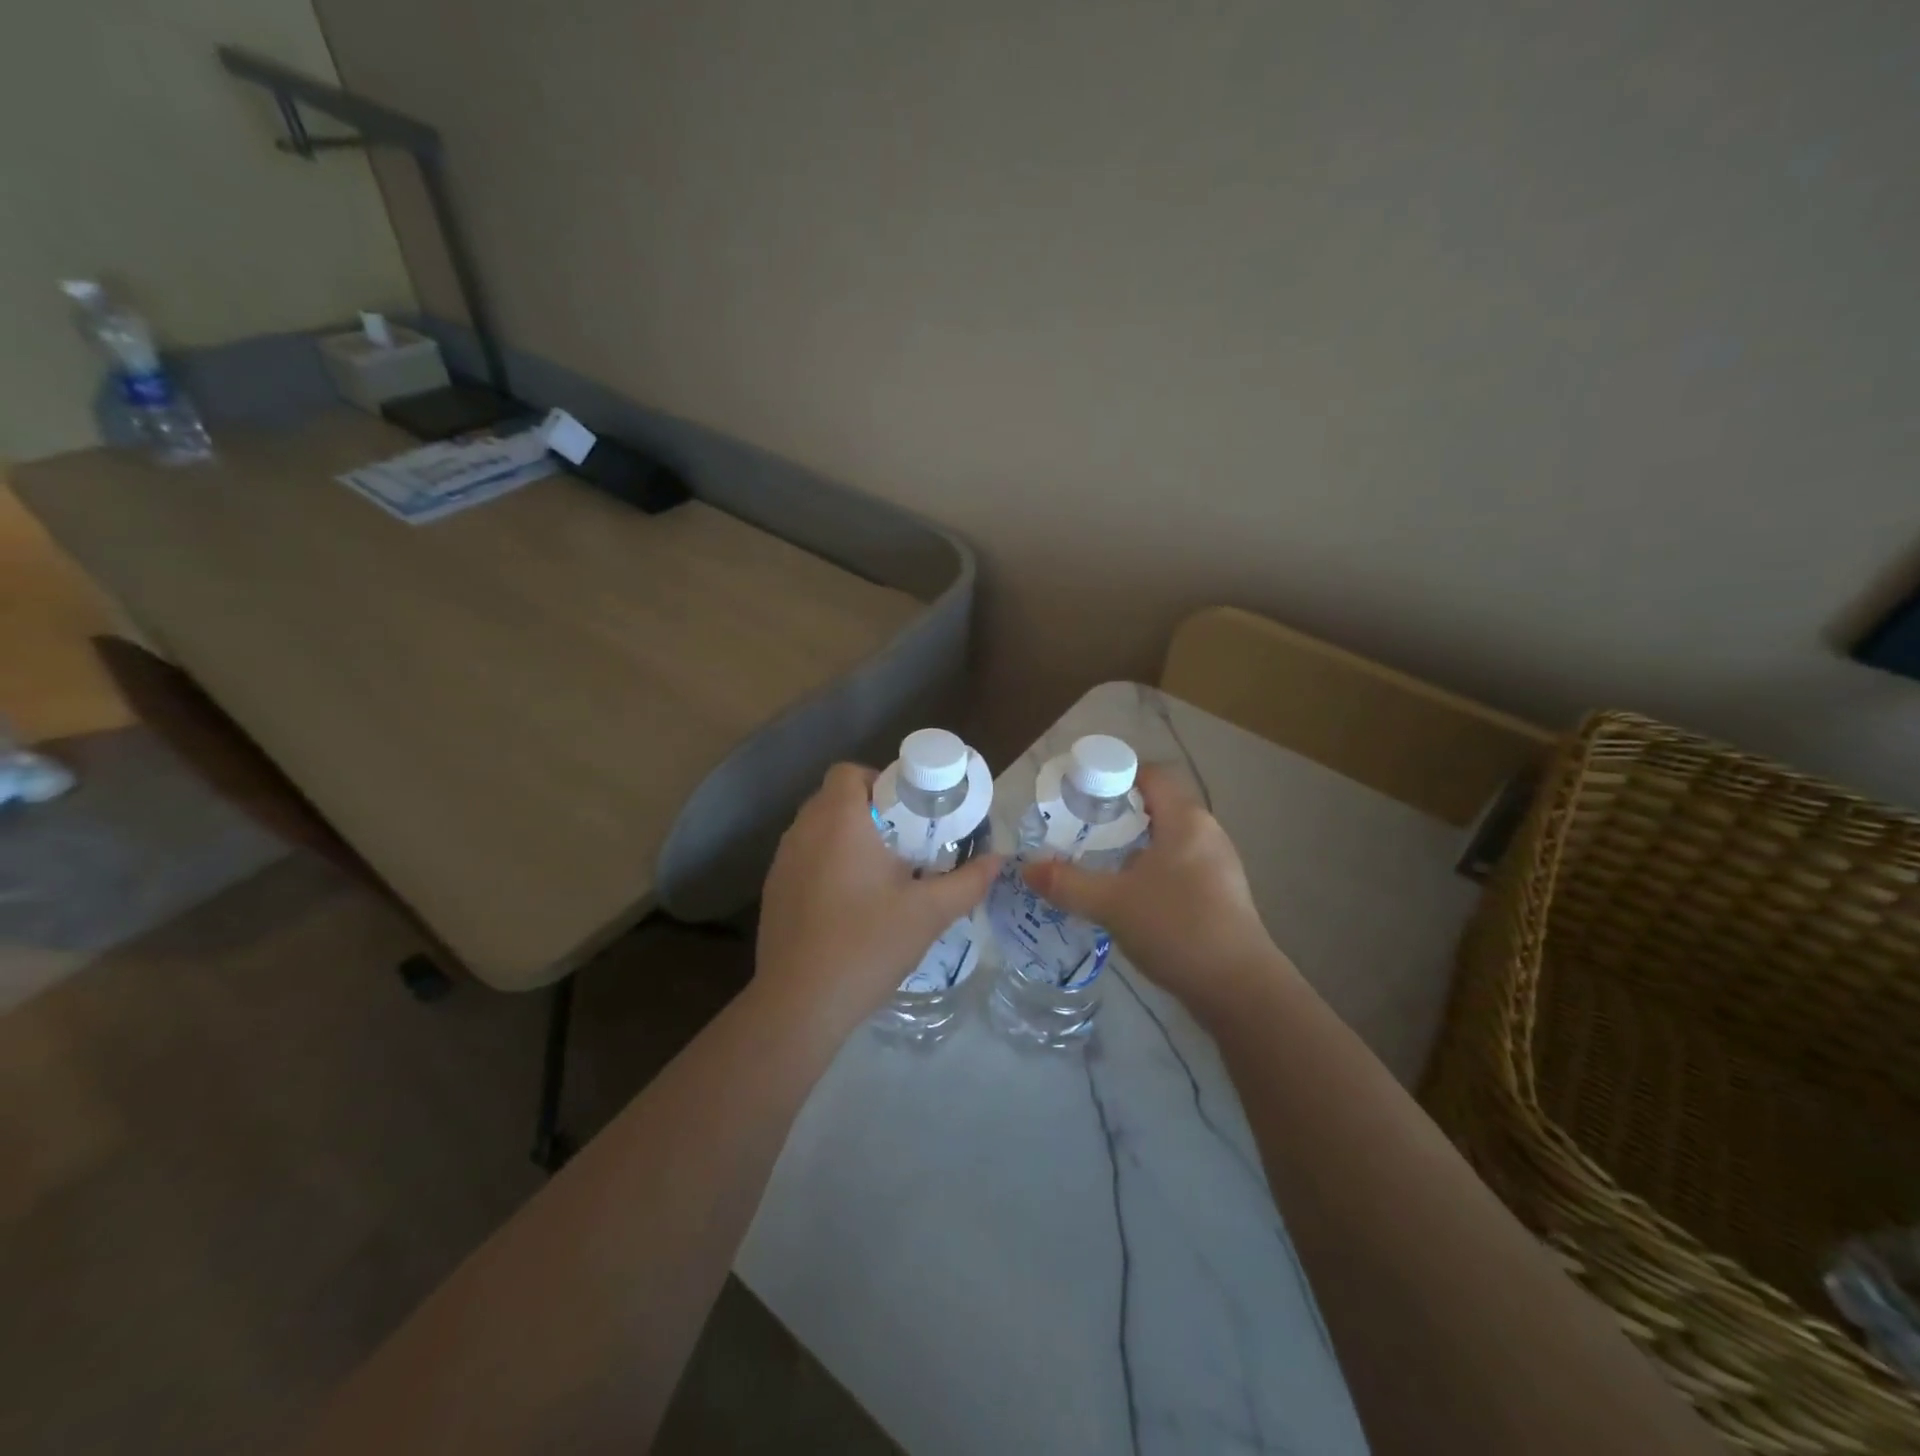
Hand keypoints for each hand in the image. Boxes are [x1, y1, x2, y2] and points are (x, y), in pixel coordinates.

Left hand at [754, 763, 1001, 1034]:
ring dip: (846, 838)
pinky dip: (826, 865)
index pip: (849, 772)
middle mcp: (803, 831)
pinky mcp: (773, 892)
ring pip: (817, 830)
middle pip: (834, 798)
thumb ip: (968, 882)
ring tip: (880, 873)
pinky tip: (849, 904)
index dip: (880, 781)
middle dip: (870, 811)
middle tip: (904, 842)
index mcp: (839, 821)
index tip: (909, 812)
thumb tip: (998, 861)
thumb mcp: (929, 913)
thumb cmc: (868, 944)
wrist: (800, 1004)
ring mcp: (782, 862)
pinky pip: (803, 859)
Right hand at [1021, 764, 1290, 1020]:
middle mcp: (1207, 833)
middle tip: (1081, 829)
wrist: (1239, 989)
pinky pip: (1179, 866)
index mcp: (1186, 820)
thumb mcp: (1111, 903)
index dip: (1116, 775)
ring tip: (1098, 862)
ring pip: (1168, 840)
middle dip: (1119, 814)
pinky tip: (1129, 896)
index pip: (1152, 775)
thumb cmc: (1177, 927)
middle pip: (1159, 806)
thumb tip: (1026, 868)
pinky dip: (1151, 870)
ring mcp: (1218, 866)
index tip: (1082, 793)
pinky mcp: (1220, 895)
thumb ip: (1066, 883)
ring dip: (1135, 846)